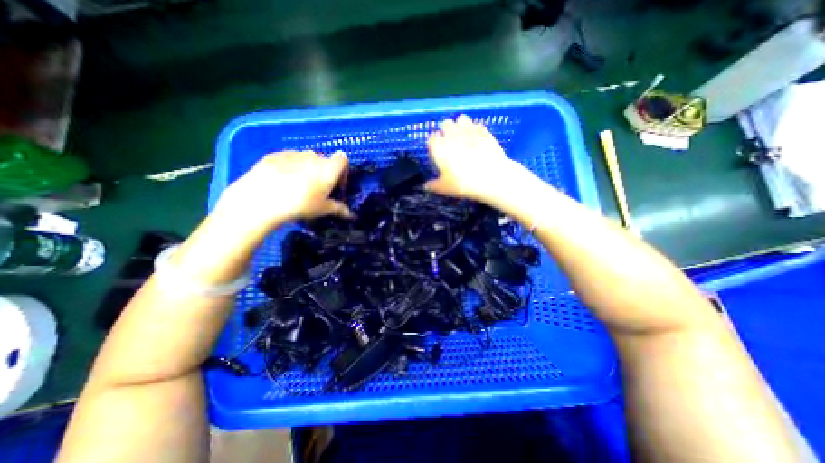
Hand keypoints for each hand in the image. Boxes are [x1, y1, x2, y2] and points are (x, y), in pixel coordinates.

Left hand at [215, 150, 350, 232]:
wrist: (261, 198)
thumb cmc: (301, 204)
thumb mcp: (323, 209)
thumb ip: (339, 209)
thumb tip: (351, 215)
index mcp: (329, 168)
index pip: (343, 159)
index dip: (343, 171)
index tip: (337, 185)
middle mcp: (313, 156)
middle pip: (324, 160)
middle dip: (325, 173)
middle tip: (318, 189)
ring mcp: (293, 154)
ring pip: (306, 159)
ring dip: (308, 169)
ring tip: (298, 186)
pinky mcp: (274, 155)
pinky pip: (289, 159)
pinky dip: (290, 167)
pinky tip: (281, 182)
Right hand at [425, 114, 519, 202]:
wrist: (490, 178)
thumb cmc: (462, 184)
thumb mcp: (444, 188)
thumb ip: (433, 185)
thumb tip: (426, 186)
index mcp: (439, 147)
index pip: (431, 138)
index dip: (434, 144)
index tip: (437, 151)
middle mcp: (451, 135)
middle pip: (445, 124)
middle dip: (446, 131)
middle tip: (450, 143)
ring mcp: (469, 130)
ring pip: (461, 119)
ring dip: (460, 126)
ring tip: (463, 137)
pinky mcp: (484, 131)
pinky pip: (476, 124)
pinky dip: (474, 129)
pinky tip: (477, 138)